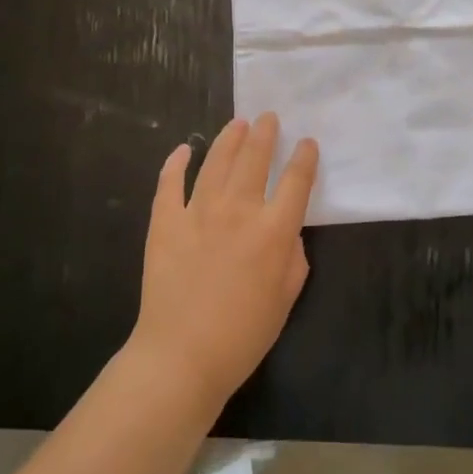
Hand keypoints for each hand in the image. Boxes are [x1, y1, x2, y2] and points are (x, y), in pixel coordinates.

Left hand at [131, 114, 319, 413]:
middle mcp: (239, 210)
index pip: (296, 181)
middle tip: (268, 118)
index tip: (307, 143)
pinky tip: (185, 149)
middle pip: (255, 159)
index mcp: (274, 230)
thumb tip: (286, 232)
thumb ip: (293, 257)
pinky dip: (177, 163)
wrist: (183, 355)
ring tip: (238, 124)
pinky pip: (170, 183)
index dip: (305, 158)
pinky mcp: (165, 222)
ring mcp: (198, 212)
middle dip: (265, 134)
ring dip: (230, 139)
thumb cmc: (244, 334)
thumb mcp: (286, 297)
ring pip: (217, 162)